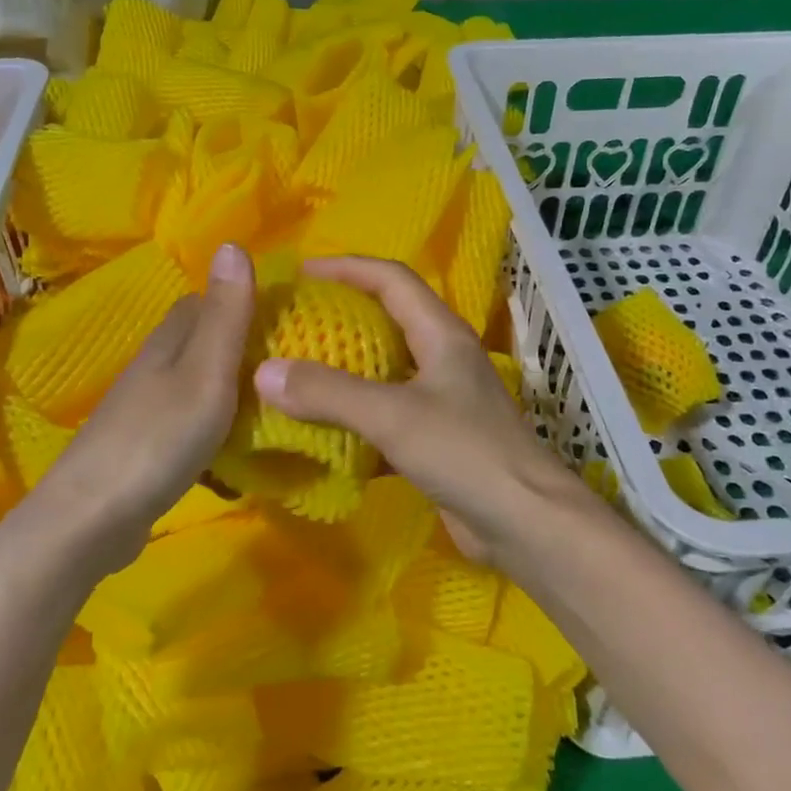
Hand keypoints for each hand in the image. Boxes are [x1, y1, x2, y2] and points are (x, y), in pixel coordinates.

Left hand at [17, 243, 255, 572]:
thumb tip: (234, 242)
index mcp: (169, 342)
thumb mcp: (206, 372)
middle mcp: (154, 367)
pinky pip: (190, 424)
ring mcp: (146, 410)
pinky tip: (236, 452)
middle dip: (241, 347)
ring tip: (273, 407)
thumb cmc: (159, 438)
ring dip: (230, 390)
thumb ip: (226, 315)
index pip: (205, 302)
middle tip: (290, 366)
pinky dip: (216, 429)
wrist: (92, 518)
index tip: (286, 316)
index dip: (242, 301)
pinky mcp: (145, 448)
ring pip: (196, 384)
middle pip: (201, 342)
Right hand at [254, 255, 580, 558]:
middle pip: (388, 319)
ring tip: (297, 371)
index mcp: (441, 334)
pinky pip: (387, 414)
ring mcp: (443, 399)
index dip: (347, 267)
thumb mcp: (393, 416)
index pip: (392, 279)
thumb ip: (329, 393)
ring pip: (385, 369)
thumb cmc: (466, 453)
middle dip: (342, 314)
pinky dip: (355, 417)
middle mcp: (443, 358)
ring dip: (345, 368)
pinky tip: (322, 430)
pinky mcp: (437, 438)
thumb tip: (264, 371)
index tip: (301, 271)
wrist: (526, 523)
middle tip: (294, 321)